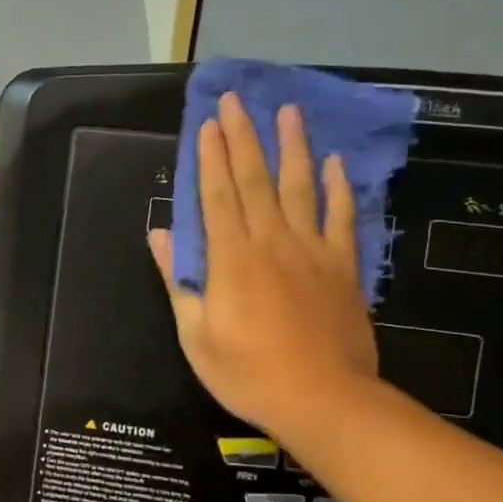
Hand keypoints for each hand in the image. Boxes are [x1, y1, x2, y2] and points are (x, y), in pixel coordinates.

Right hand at [149, 93, 378, 444]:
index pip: (217, 195)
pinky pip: (342, 220)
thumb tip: (159, 235)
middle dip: (244, 138)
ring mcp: (312, 252)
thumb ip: (177, 280)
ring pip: (301, 188)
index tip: (207, 123)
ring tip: (289, 111)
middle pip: (256, 180)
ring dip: (293, 147)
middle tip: (237, 100)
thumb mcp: (195, 334)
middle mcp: (272, 242)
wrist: (323, 401)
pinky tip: (336, 164)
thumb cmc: (247, 373)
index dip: (210, 157)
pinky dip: (339, 190)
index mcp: (231, 259)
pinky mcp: (343, 268)